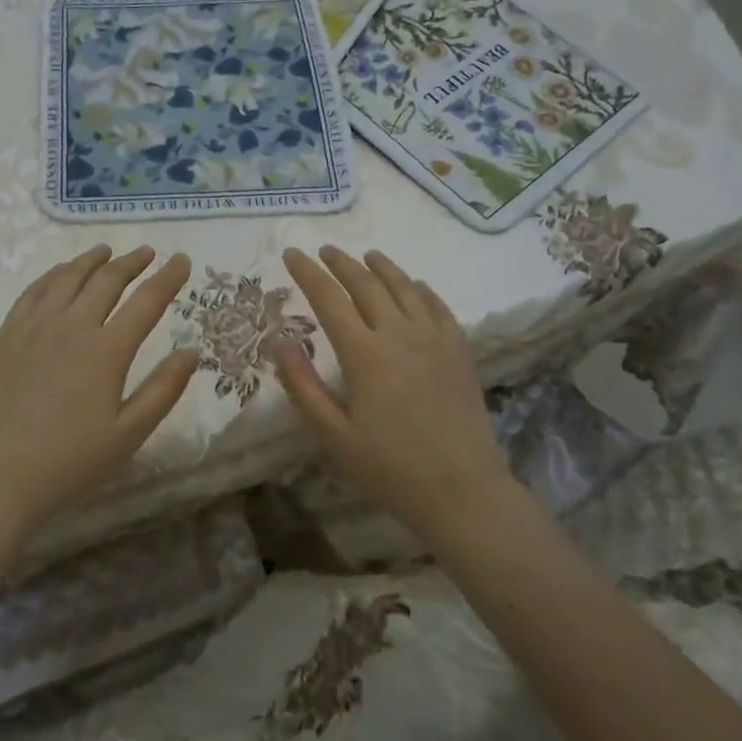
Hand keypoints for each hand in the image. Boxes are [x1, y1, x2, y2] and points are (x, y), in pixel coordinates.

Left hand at [0, 245, 198, 547]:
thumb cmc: (70, 460)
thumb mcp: (129, 434)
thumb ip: (164, 390)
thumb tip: (191, 352)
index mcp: (107, 350)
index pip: (147, 301)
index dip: (168, 278)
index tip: (182, 260)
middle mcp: (72, 326)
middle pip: (107, 280)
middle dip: (131, 263)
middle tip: (147, 253)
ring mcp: (35, 327)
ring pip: (67, 277)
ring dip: (91, 260)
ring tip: (106, 251)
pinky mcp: (8, 335)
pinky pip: (33, 291)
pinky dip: (53, 274)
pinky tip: (60, 273)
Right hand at [274, 246, 509, 536]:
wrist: (462, 490)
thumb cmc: (390, 468)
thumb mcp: (334, 435)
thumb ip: (303, 386)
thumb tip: (279, 341)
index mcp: (364, 354)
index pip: (329, 299)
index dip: (308, 274)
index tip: (292, 254)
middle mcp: (399, 335)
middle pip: (367, 285)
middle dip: (342, 263)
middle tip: (325, 250)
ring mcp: (434, 340)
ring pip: (405, 288)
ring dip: (382, 268)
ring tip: (367, 256)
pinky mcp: (459, 351)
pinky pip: (438, 306)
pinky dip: (421, 289)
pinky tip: (415, 285)